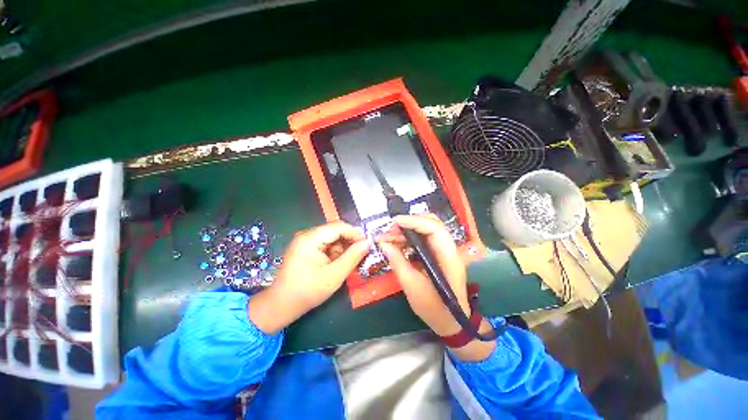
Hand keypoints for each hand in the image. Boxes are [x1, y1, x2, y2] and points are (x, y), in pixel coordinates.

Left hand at [248, 221, 369, 333]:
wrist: (281, 305)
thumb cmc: (308, 291)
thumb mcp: (335, 275)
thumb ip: (353, 257)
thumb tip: (368, 242)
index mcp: (310, 238)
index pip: (338, 226)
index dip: (355, 233)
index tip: (367, 245)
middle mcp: (307, 235)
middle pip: (335, 230)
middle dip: (349, 241)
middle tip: (361, 254)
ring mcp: (305, 241)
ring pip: (331, 237)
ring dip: (342, 248)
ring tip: (348, 262)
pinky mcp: (305, 248)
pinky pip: (325, 244)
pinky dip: (334, 252)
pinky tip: (337, 263)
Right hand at [378, 214, 495, 360]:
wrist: (451, 322)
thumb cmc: (434, 307)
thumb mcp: (412, 286)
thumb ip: (398, 262)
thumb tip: (383, 244)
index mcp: (448, 256)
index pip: (434, 228)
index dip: (413, 221)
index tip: (394, 222)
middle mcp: (449, 248)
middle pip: (431, 223)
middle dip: (409, 223)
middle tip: (390, 230)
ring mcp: (444, 251)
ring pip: (426, 230)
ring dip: (407, 230)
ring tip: (389, 237)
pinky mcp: (438, 255)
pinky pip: (423, 239)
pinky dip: (409, 238)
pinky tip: (397, 243)